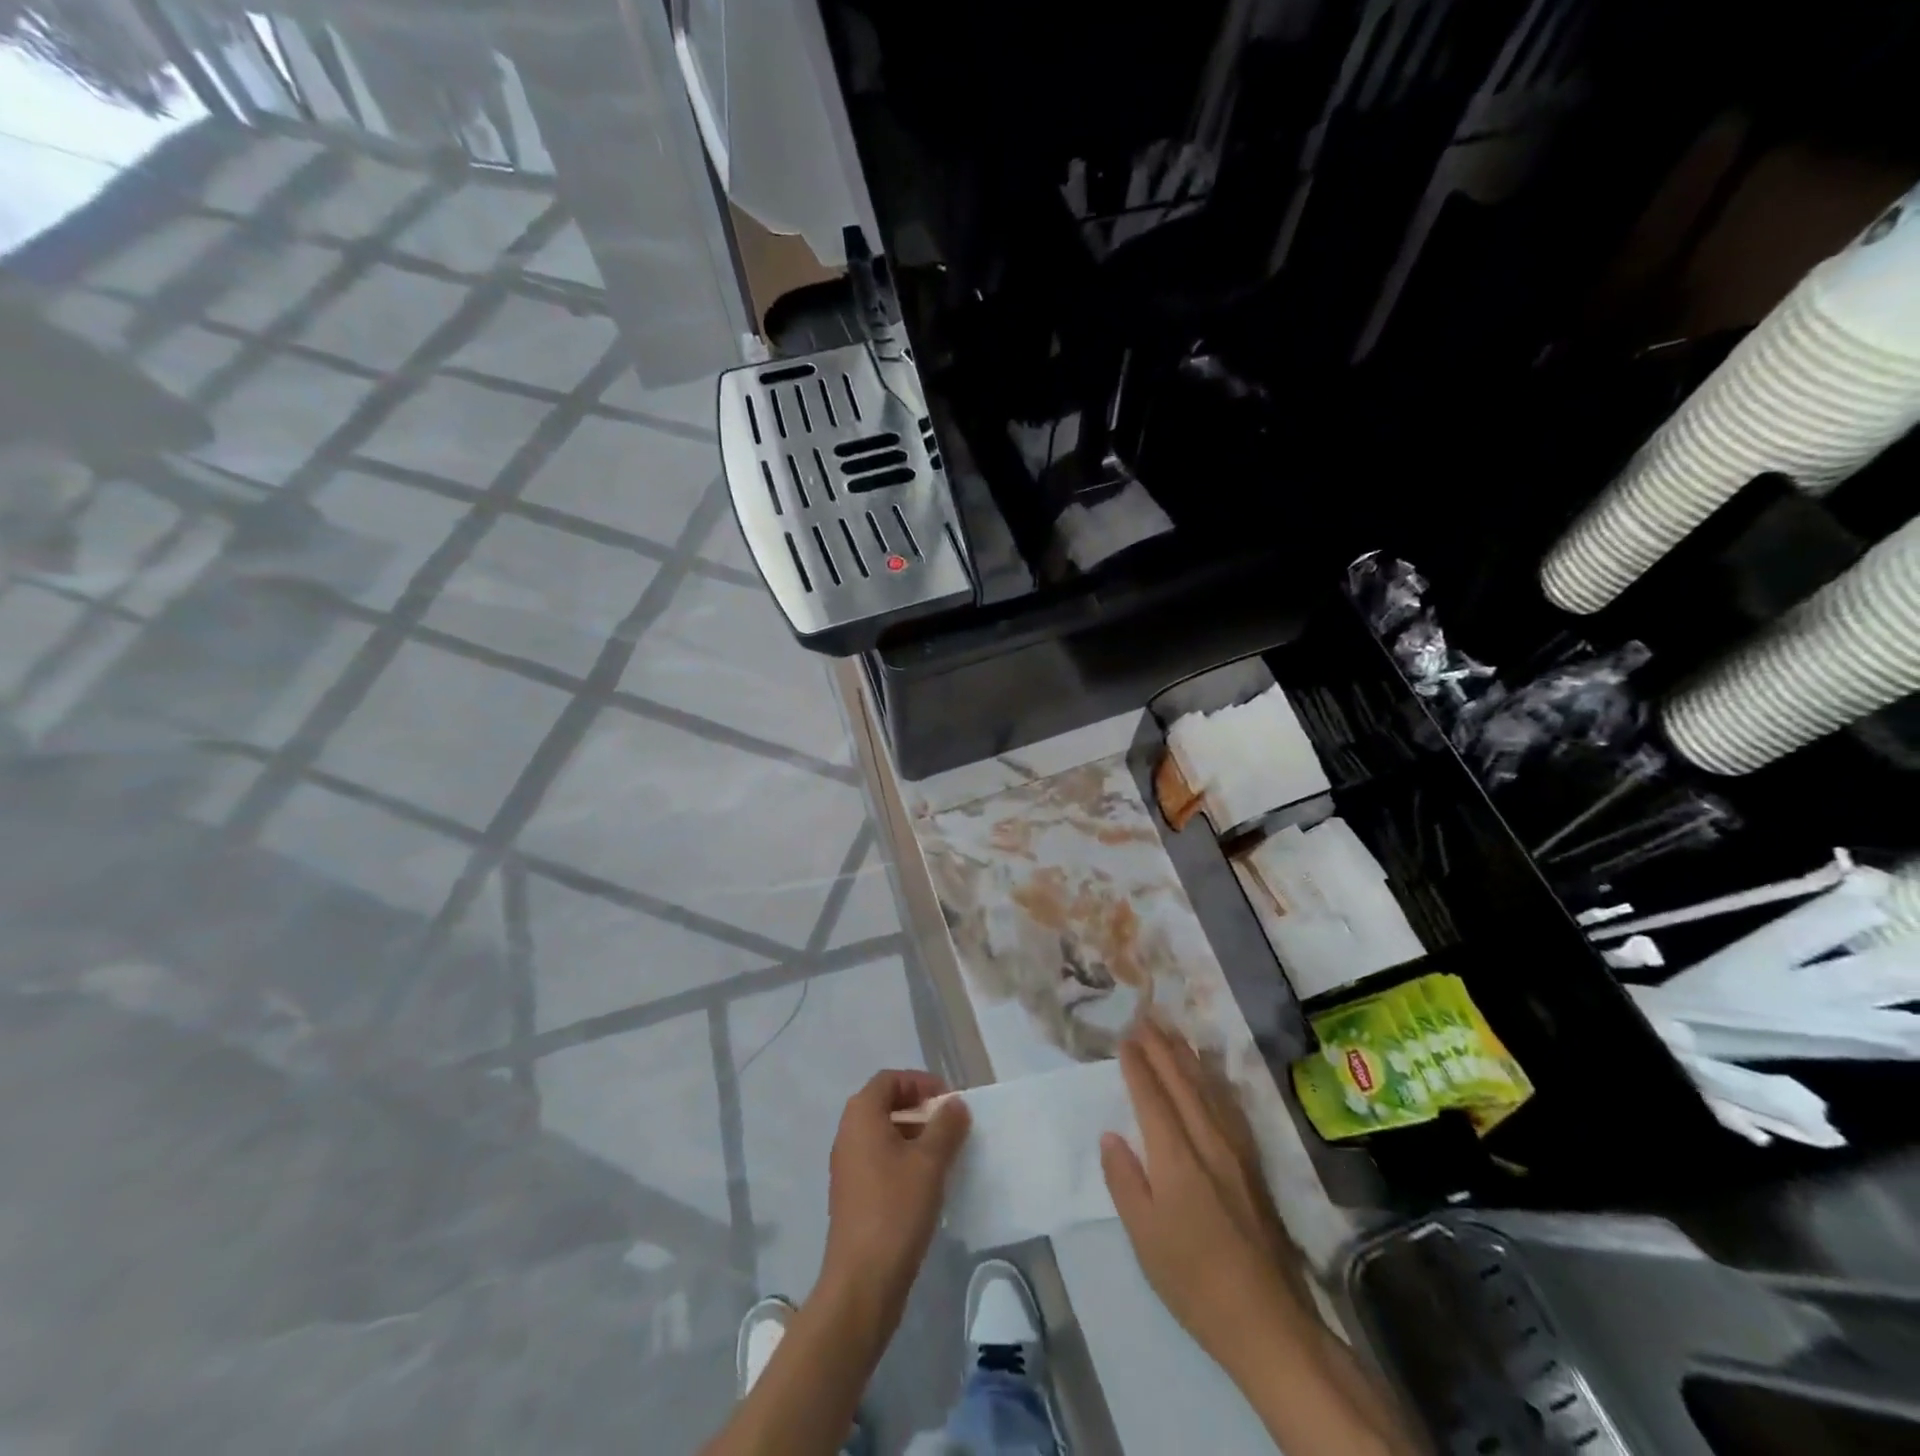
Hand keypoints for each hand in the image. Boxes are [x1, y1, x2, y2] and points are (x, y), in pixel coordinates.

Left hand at [820, 1070, 969, 1319]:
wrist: (862, 1282)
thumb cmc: (896, 1209)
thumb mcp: (929, 1162)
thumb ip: (946, 1127)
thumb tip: (955, 1105)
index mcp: (861, 1116)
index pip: (890, 1079)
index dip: (920, 1083)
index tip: (949, 1101)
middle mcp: (848, 1133)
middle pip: (885, 1104)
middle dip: (919, 1109)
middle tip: (950, 1125)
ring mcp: (847, 1166)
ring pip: (883, 1134)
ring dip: (914, 1135)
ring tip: (945, 1154)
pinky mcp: (852, 1194)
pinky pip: (879, 1160)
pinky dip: (903, 1159)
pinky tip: (928, 1183)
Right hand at [1100, 1022, 1306, 1374]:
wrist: (1267, 1321)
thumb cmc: (1193, 1281)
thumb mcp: (1144, 1238)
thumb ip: (1125, 1181)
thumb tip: (1111, 1135)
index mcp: (1176, 1157)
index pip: (1152, 1097)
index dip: (1137, 1065)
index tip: (1123, 1037)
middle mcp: (1208, 1142)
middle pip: (1182, 1082)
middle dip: (1160, 1047)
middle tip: (1144, 1018)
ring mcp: (1236, 1151)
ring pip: (1208, 1088)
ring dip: (1188, 1055)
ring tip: (1172, 1031)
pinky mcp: (1254, 1165)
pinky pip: (1230, 1105)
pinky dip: (1215, 1080)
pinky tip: (1211, 1073)